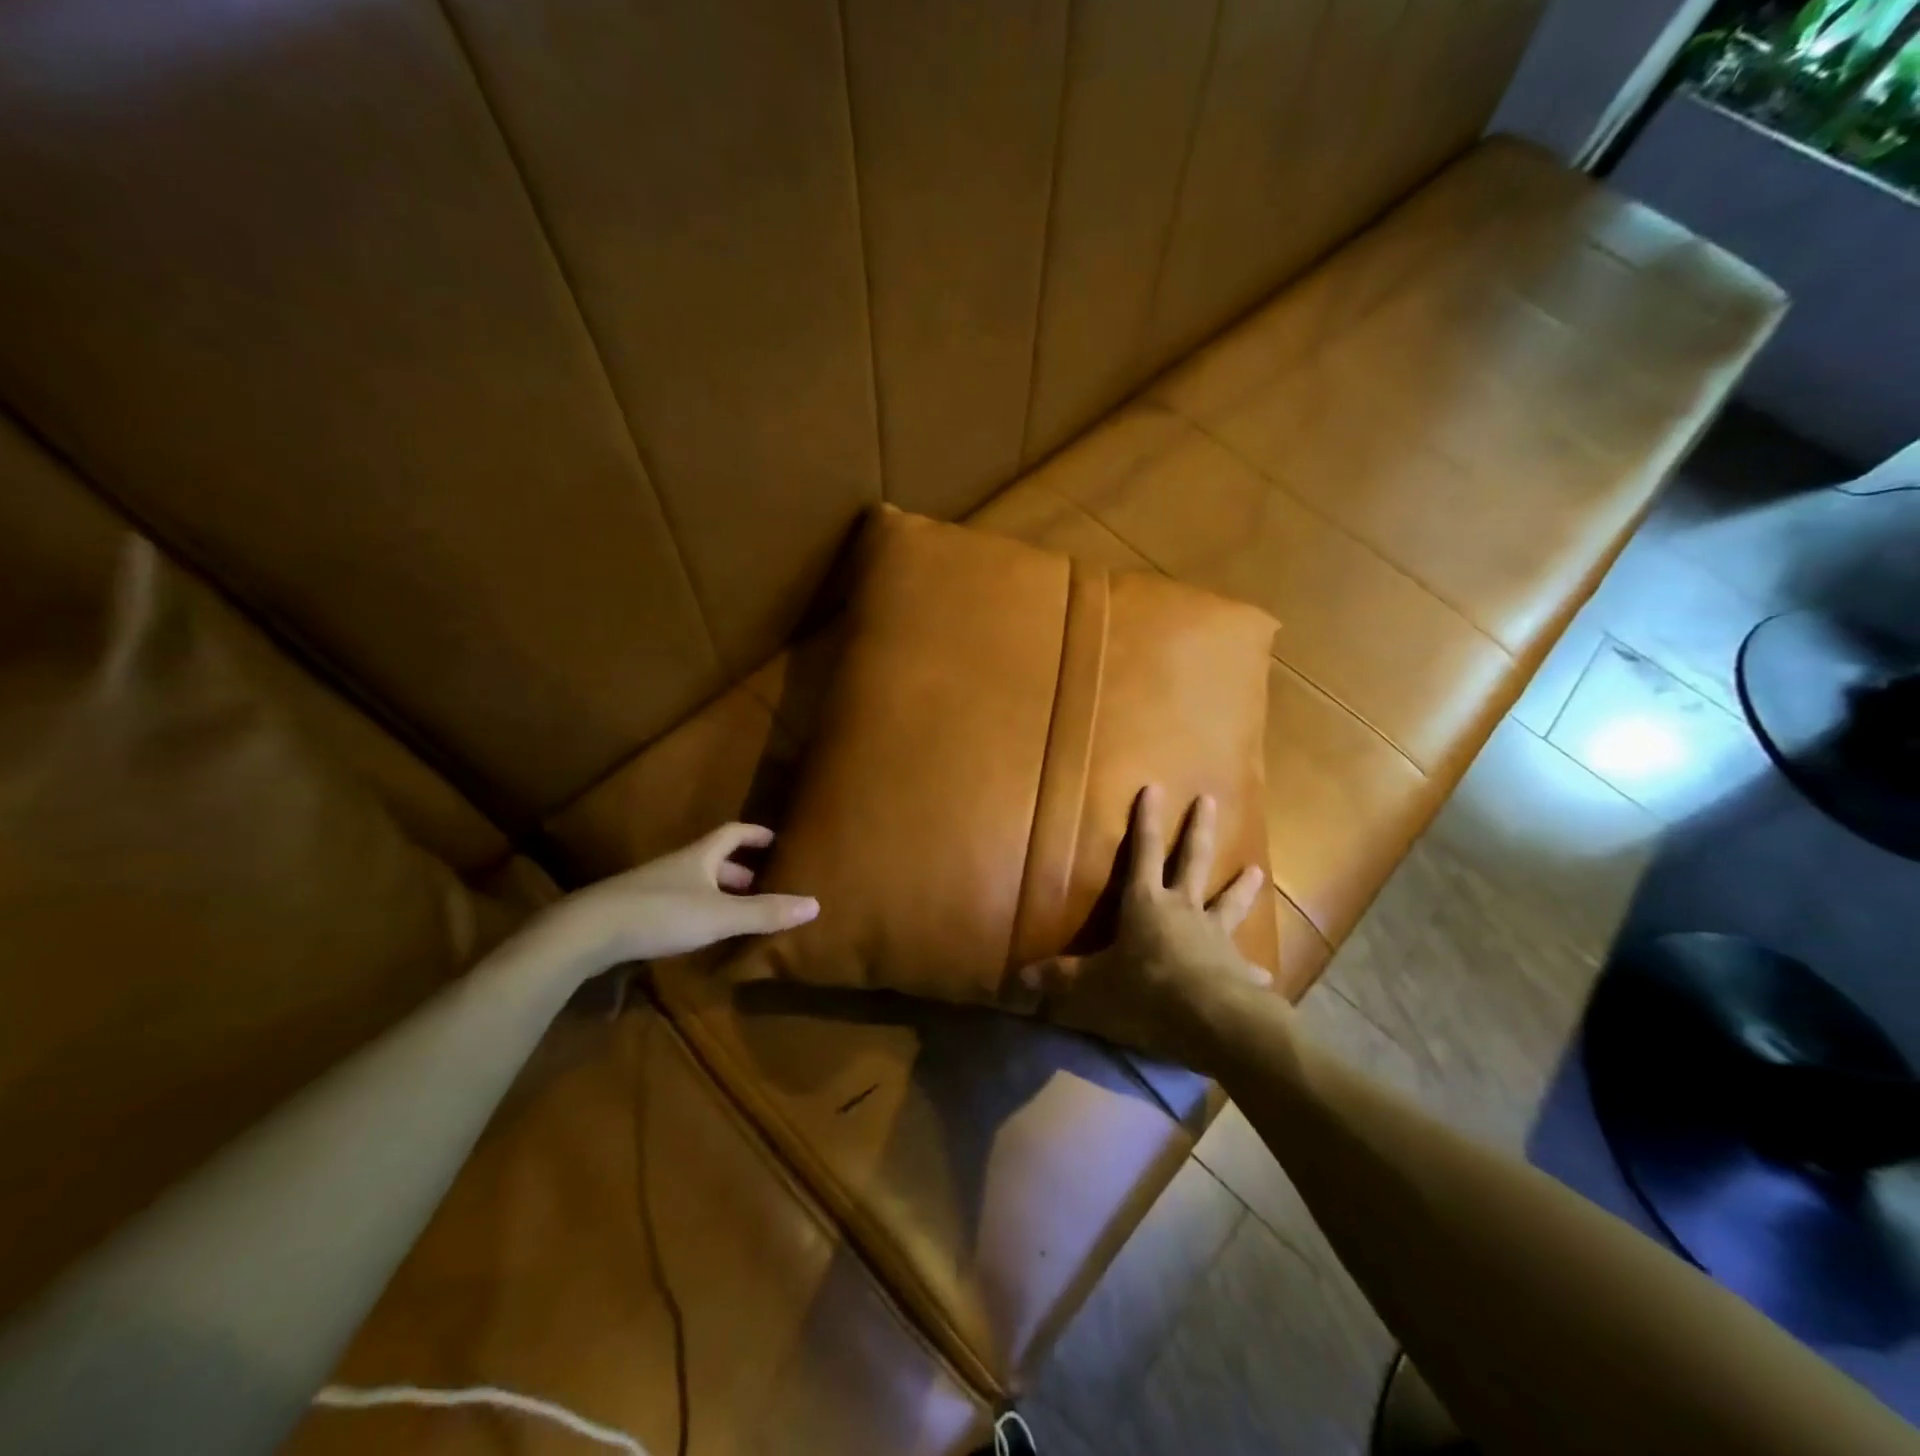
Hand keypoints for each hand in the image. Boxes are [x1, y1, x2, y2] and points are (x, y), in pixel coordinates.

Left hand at [526, 823, 817, 977]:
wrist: (587, 931)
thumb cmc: (661, 913)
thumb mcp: (720, 915)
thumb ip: (765, 912)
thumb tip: (815, 904)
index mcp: (700, 855)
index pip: (734, 833)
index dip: (757, 834)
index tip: (778, 839)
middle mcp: (679, 865)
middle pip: (715, 858)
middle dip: (742, 869)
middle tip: (766, 884)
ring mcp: (654, 887)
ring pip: (696, 882)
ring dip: (720, 891)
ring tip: (740, 911)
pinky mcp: (637, 911)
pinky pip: (679, 901)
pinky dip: (699, 909)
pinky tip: (703, 932)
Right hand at [1019, 786, 1274, 1063]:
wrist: (1211, 1022)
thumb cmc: (1146, 993)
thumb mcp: (1092, 986)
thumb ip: (1058, 980)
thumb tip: (1017, 979)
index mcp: (1146, 905)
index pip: (1143, 853)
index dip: (1146, 821)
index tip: (1154, 787)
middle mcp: (1183, 911)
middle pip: (1193, 861)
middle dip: (1199, 829)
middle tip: (1210, 800)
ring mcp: (1215, 938)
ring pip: (1230, 903)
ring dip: (1242, 887)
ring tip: (1256, 870)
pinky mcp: (1239, 971)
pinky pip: (1246, 967)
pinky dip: (1253, 969)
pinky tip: (1264, 975)